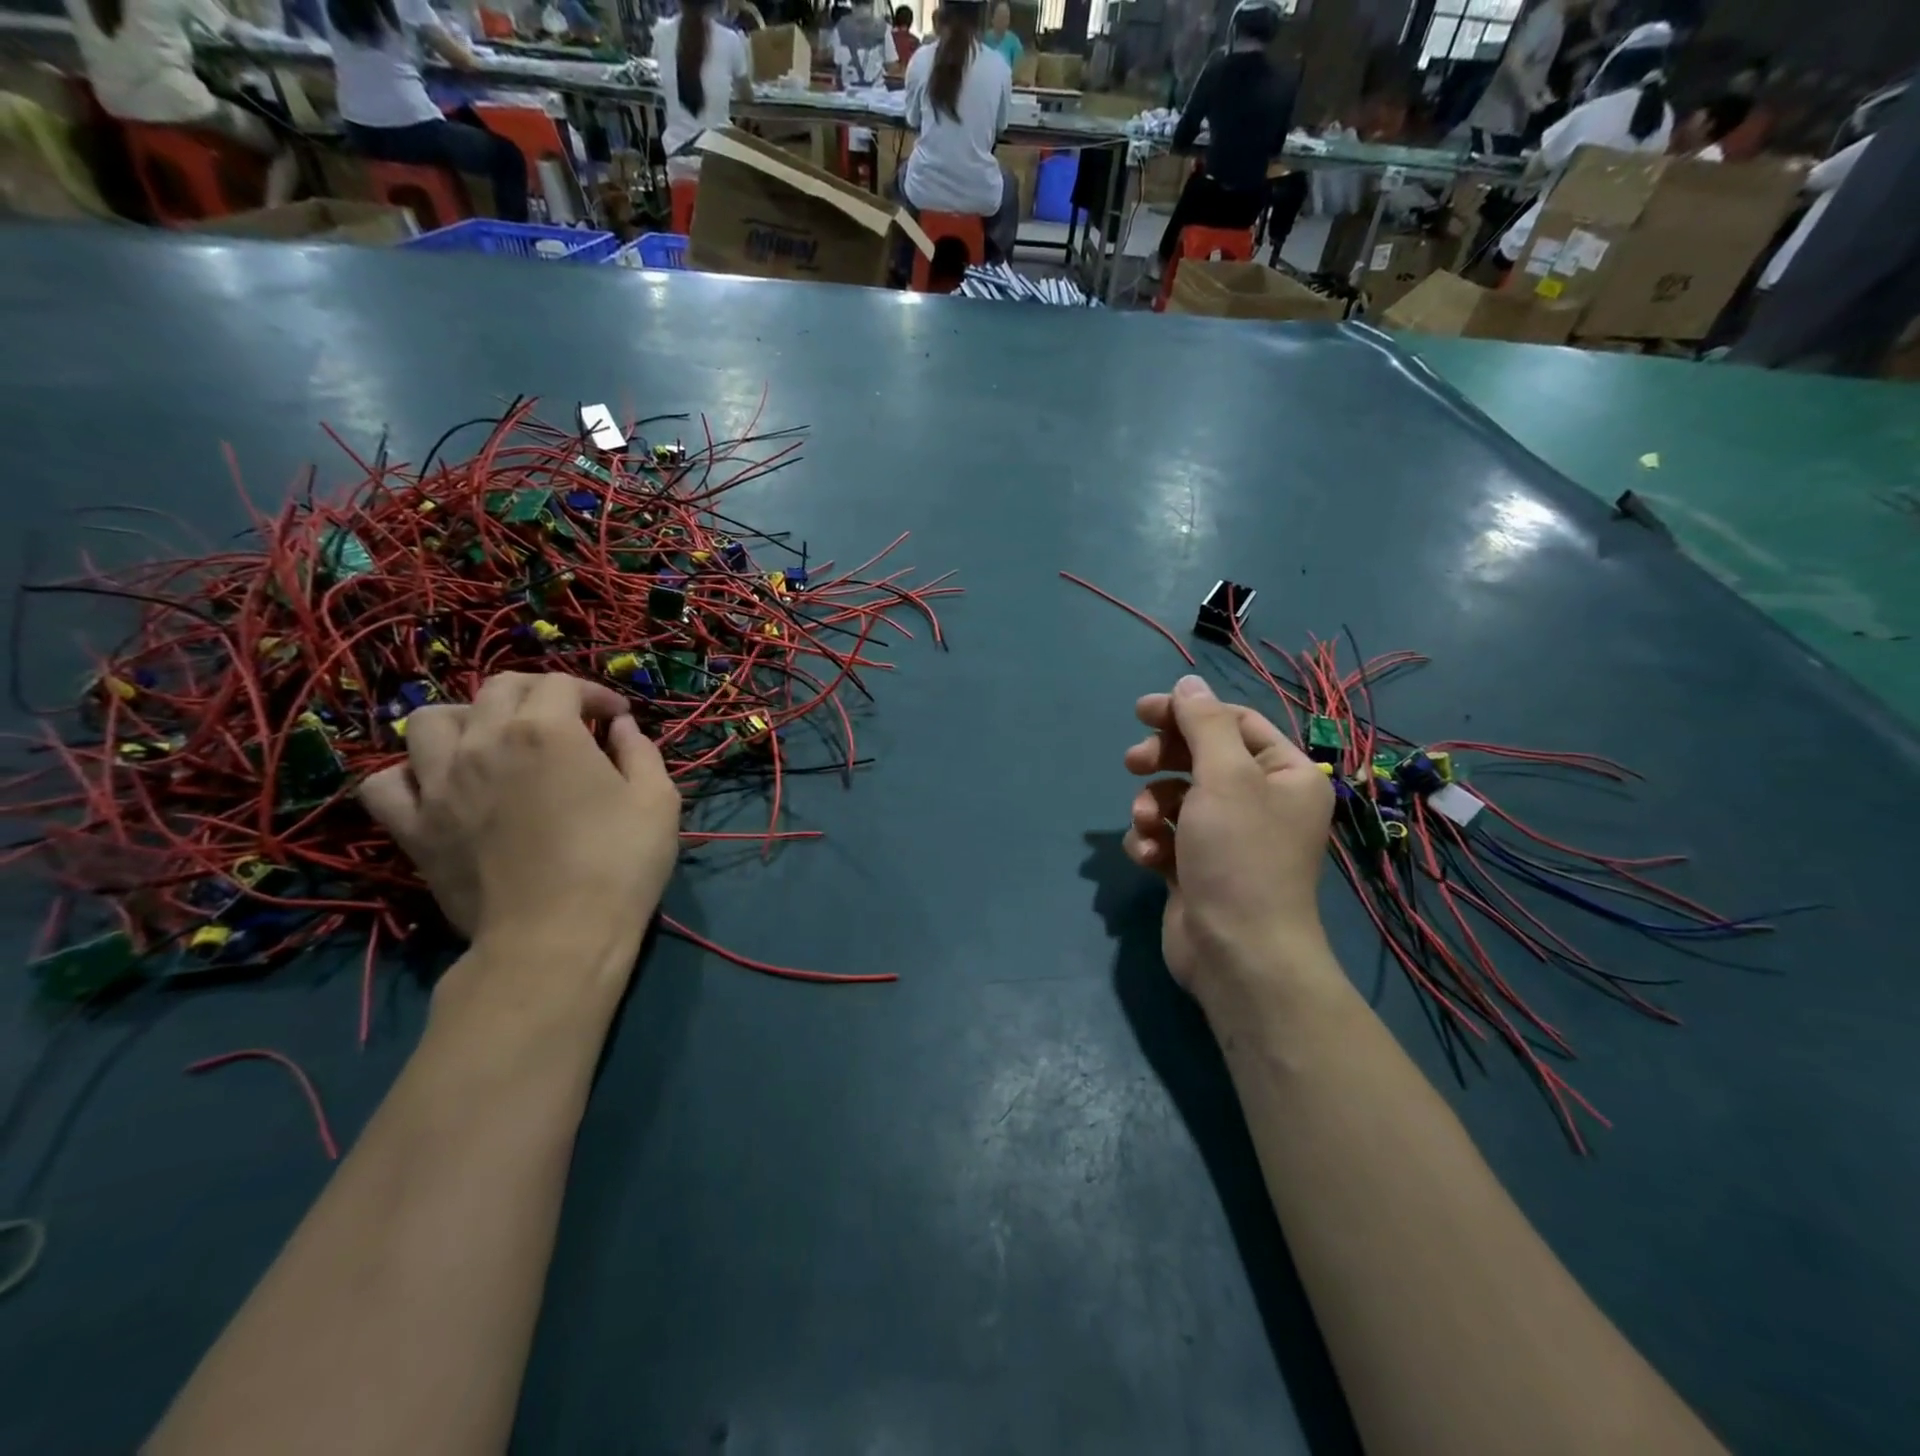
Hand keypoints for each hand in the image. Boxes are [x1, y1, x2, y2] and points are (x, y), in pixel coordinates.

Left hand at [360, 673, 680, 975]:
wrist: (558, 938)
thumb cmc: (619, 864)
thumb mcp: (658, 801)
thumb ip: (640, 752)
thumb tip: (620, 728)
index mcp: (547, 730)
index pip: (562, 684)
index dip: (594, 693)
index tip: (615, 718)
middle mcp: (484, 741)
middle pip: (497, 689)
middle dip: (537, 693)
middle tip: (564, 720)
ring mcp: (439, 784)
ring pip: (429, 721)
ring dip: (466, 720)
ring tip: (491, 741)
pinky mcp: (414, 827)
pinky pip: (386, 782)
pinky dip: (409, 774)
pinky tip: (438, 785)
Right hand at [1122, 675, 1334, 1001]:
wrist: (1237, 953)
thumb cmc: (1240, 855)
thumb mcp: (1224, 777)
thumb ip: (1203, 723)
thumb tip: (1188, 681)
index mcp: (1285, 774)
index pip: (1234, 723)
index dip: (1187, 712)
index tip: (1143, 711)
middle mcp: (1261, 802)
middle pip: (1201, 758)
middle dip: (1162, 760)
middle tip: (1132, 764)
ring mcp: (1227, 838)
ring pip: (1176, 798)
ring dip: (1152, 807)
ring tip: (1147, 826)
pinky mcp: (1197, 868)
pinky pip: (1167, 836)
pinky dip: (1151, 842)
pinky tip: (1148, 858)